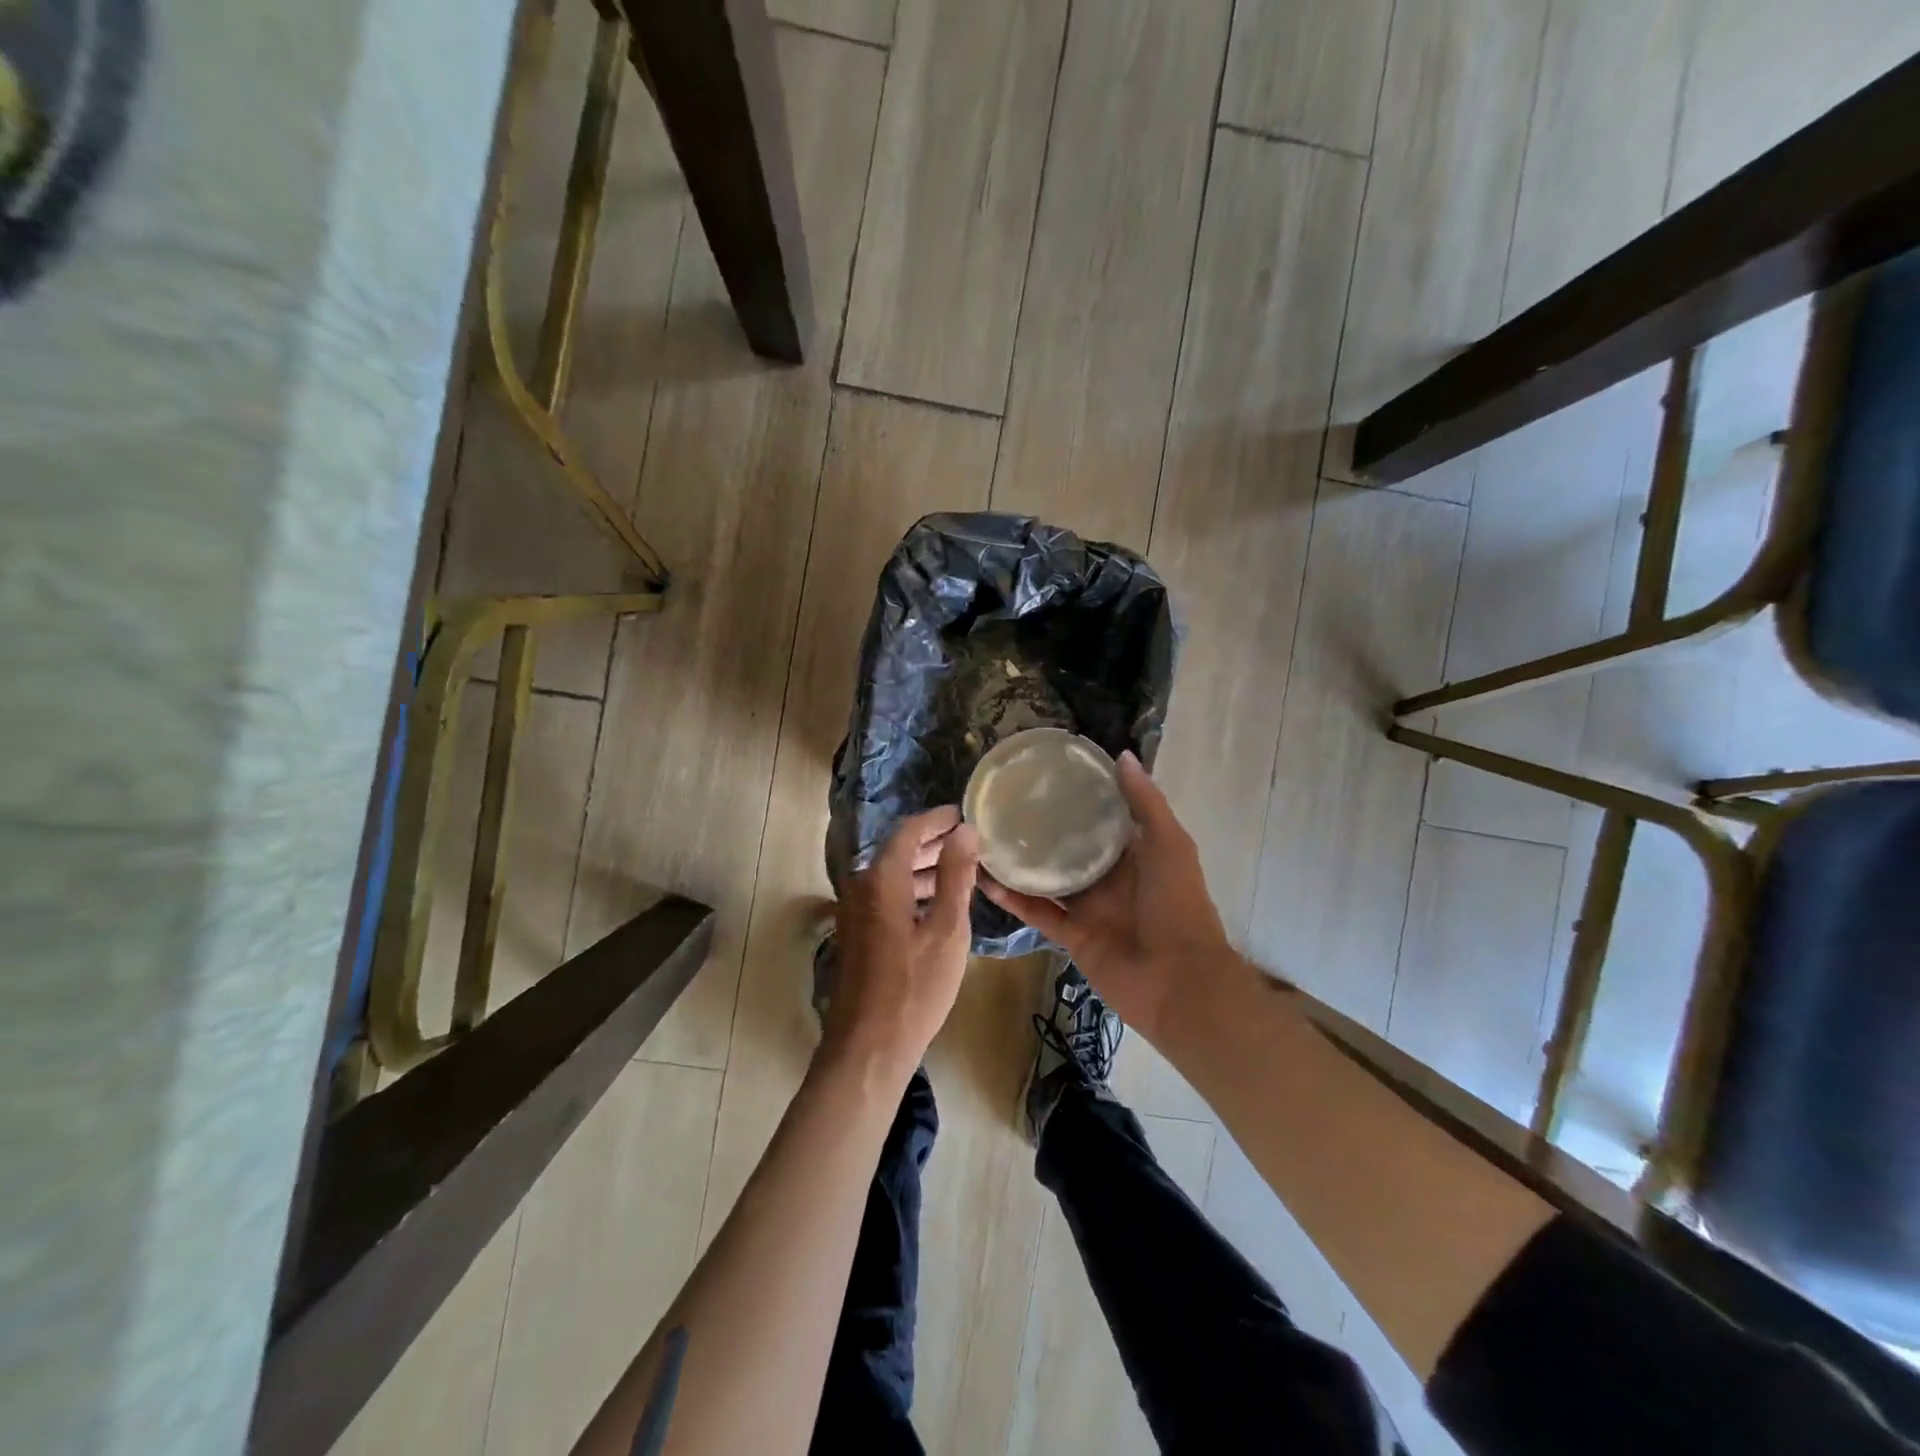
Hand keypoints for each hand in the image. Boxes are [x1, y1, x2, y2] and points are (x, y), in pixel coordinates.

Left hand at [823, 806, 979, 1085]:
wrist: (867, 1047)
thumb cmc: (914, 988)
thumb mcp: (947, 930)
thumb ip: (956, 876)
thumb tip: (964, 831)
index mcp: (881, 879)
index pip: (908, 831)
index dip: (936, 819)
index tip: (962, 813)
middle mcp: (860, 887)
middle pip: (897, 851)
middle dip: (932, 842)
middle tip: (966, 838)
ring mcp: (854, 912)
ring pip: (891, 875)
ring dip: (923, 867)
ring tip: (959, 868)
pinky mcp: (856, 934)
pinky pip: (885, 896)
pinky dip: (911, 890)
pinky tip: (936, 903)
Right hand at [980, 752, 1245, 1041]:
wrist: (1178, 981)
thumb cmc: (1178, 905)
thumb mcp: (1170, 844)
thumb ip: (1146, 802)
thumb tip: (1121, 754)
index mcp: (1136, 854)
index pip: (1104, 819)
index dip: (1081, 797)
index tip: (1048, 774)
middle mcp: (1110, 878)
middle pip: (1071, 848)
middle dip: (1045, 828)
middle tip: (1007, 801)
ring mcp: (1089, 908)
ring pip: (1048, 879)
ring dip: (1021, 862)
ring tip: (987, 835)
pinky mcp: (1070, 935)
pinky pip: (1037, 912)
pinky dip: (1012, 898)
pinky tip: (984, 878)